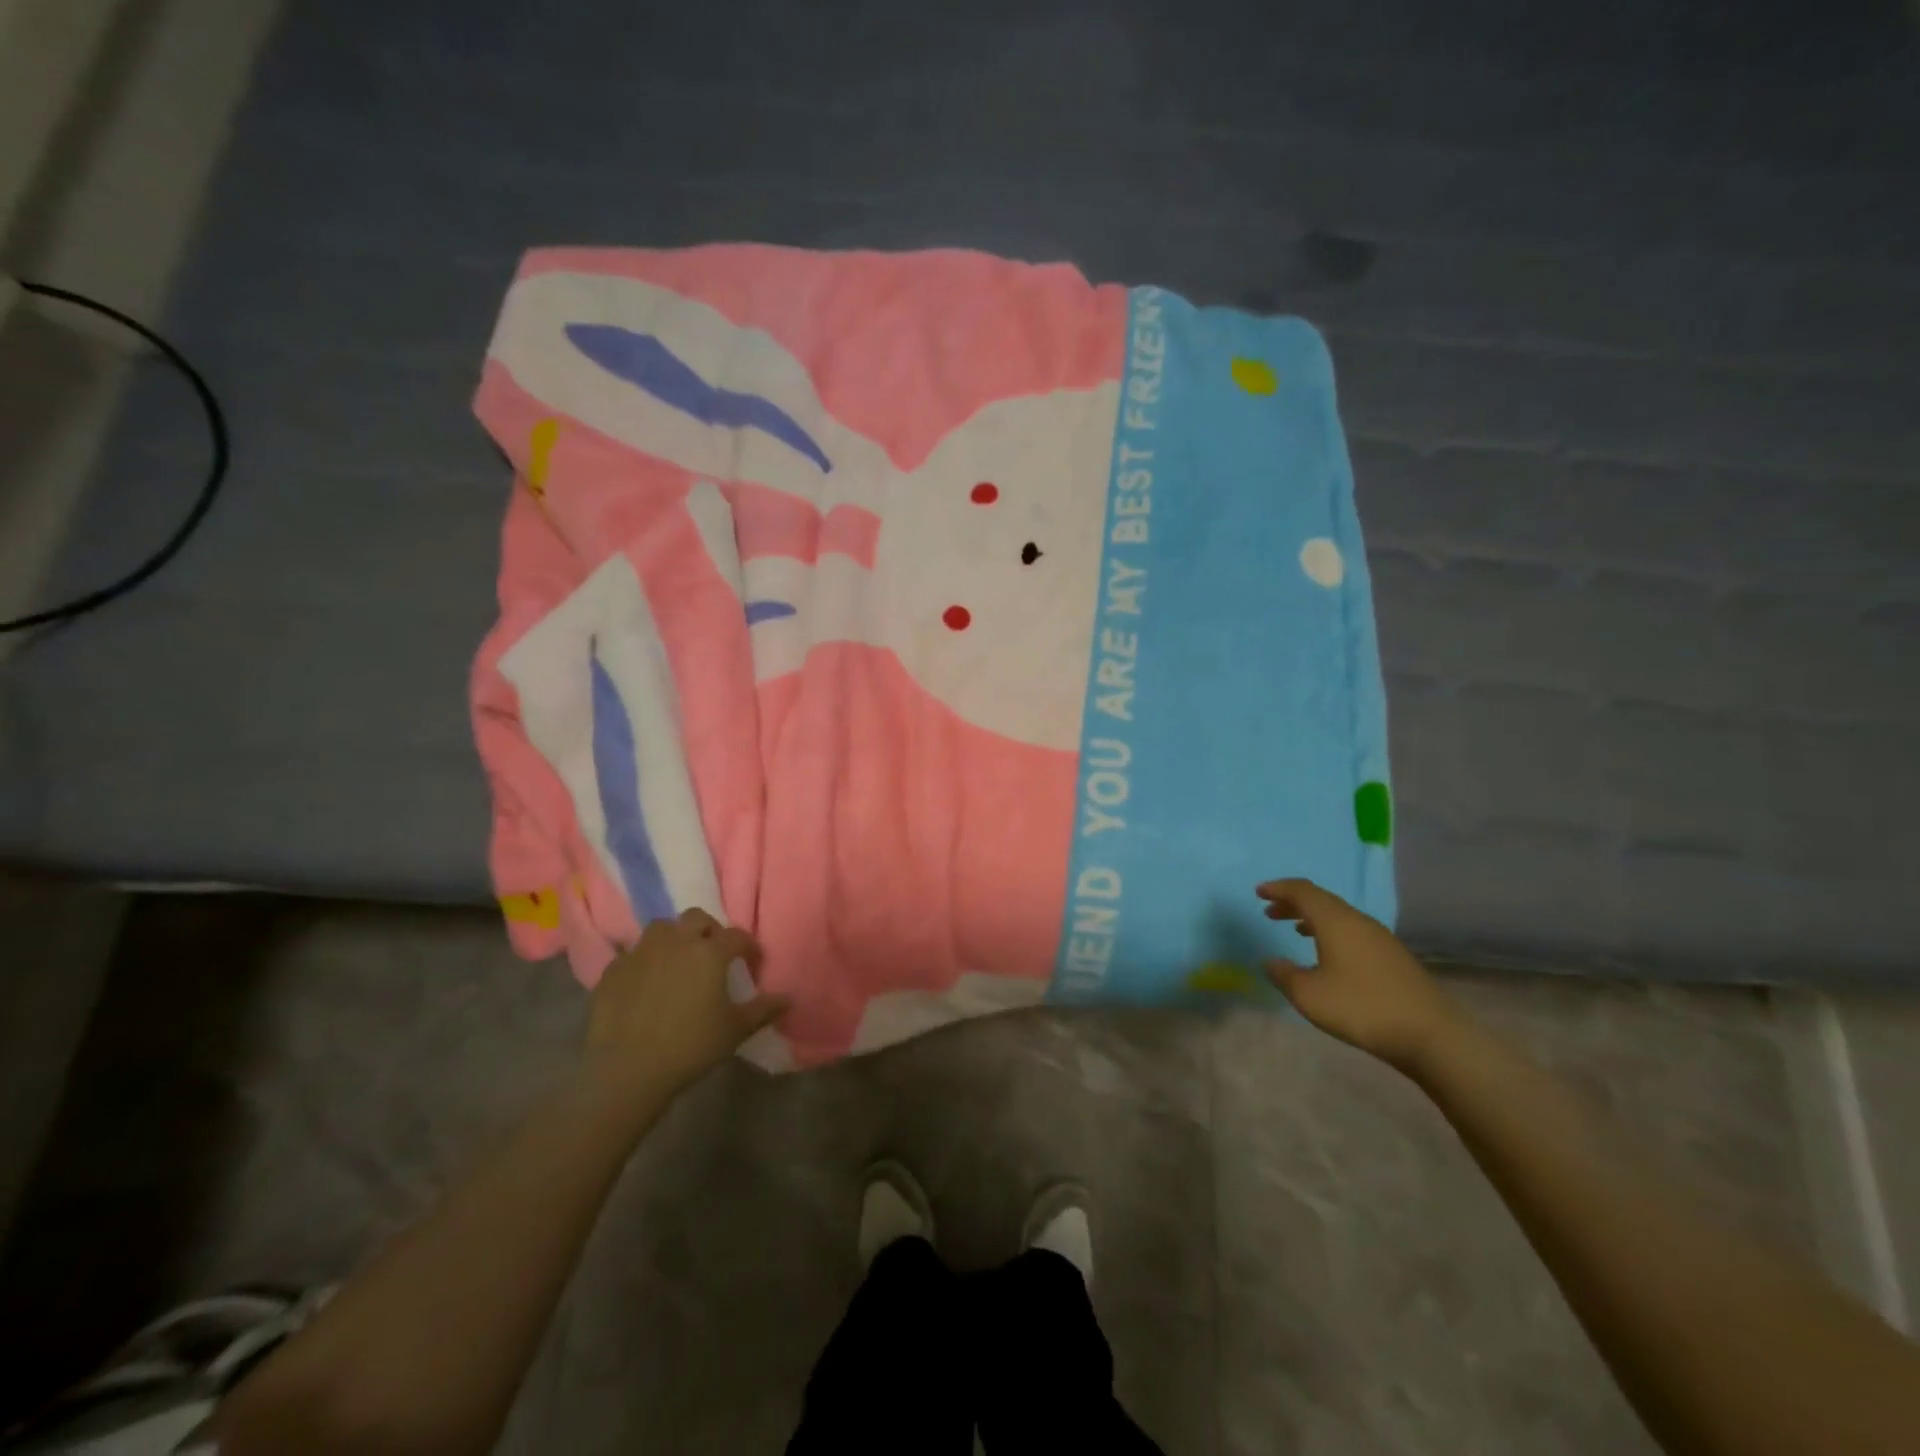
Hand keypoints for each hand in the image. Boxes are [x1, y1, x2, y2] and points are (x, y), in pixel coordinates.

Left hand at [584, 908, 787, 1102]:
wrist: (626, 1070)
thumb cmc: (690, 1046)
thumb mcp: (735, 1030)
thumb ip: (764, 1010)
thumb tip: (788, 998)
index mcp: (710, 952)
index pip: (737, 936)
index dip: (748, 947)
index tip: (752, 963)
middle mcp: (676, 942)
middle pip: (697, 918)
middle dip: (709, 931)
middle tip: (713, 954)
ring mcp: (641, 953)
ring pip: (662, 928)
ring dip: (674, 938)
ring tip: (678, 961)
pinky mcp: (612, 970)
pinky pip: (632, 954)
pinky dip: (643, 962)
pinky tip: (645, 983)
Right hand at [1256, 878, 1460, 1072]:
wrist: (1431, 1034)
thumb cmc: (1361, 1008)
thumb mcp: (1309, 995)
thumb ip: (1284, 975)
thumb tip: (1271, 961)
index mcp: (1335, 921)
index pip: (1302, 891)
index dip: (1279, 889)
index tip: (1259, 892)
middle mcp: (1358, 921)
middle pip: (1321, 900)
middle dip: (1293, 903)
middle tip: (1270, 912)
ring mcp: (1380, 938)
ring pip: (1339, 916)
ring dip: (1313, 918)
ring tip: (1295, 929)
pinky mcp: (1393, 956)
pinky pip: (1353, 931)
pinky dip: (1332, 932)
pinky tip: (1328, 954)